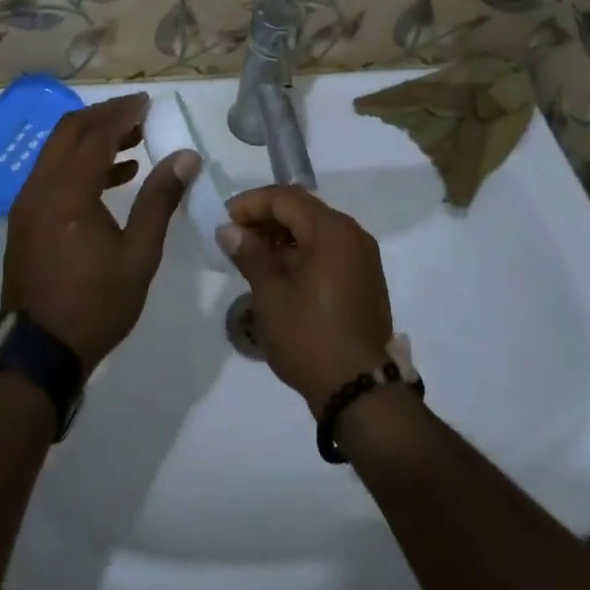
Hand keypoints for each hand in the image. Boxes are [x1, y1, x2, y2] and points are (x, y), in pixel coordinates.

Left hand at [2, 94, 196, 372]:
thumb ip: (160, 199)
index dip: (123, 113)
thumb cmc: (95, 304)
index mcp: (68, 192)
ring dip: (92, 138)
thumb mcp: (139, 254)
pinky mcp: (25, 219)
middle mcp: (40, 187)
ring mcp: (27, 203)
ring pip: (57, 150)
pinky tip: (114, 177)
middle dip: (105, 116)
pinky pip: (52, 172)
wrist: (38, 352)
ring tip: (133, 142)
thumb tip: (185, 157)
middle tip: (138, 114)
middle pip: (69, 131)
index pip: (96, 134)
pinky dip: (79, 162)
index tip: (148, 103)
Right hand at [218, 186, 393, 417]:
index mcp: (332, 230)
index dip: (251, 203)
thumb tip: (229, 229)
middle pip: (303, 209)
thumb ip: (250, 254)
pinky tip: (279, 272)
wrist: (360, 391)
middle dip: (266, 218)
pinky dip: (302, 252)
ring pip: (316, 230)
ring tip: (252, 256)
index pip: (285, 198)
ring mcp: (362, 256)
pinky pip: (329, 249)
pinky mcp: (365, 278)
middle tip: (235, 238)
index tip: (224, 220)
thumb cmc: (310, 337)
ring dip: (282, 236)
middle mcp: (352, 234)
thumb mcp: (271, 295)